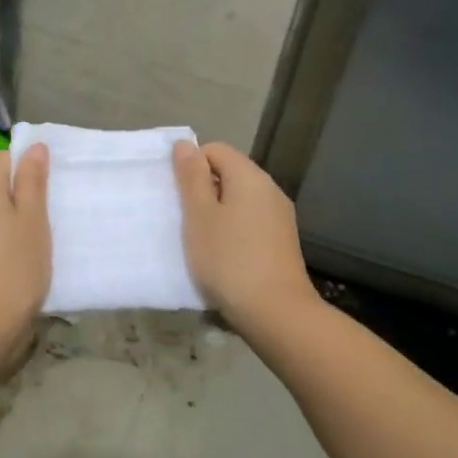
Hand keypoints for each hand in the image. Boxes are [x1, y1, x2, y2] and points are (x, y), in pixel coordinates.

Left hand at [0, 146, 50, 347]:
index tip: (49, 194)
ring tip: (31, 244)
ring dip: (7, 220)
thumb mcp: (33, 222)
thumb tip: (34, 146)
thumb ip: (33, 182)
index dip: (28, 169)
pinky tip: (11, 260)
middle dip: (19, 196)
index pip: (5, 158)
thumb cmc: (14, 269)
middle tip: (46, 221)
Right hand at [172, 141, 315, 326]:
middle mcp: (270, 190)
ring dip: (215, 213)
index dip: (191, 165)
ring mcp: (279, 217)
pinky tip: (220, 256)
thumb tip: (185, 145)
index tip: (176, 195)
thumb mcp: (199, 216)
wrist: (275, 312)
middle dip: (202, 190)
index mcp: (250, 177)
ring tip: (197, 240)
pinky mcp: (281, 242)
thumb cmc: (228, 259)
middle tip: (181, 218)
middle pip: (229, 174)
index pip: (215, 150)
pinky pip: (249, 223)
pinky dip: (231, 231)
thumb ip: (191, 178)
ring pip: (239, 201)